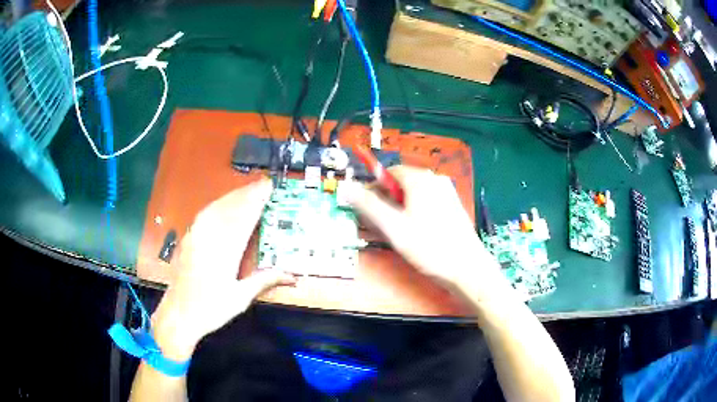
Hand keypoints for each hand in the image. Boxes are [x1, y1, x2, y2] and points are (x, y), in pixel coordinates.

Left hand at [151, 179, 295, 360]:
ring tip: (247, 188)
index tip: (268, 187)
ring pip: (216, 208)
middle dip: (247, 193)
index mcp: (224, 252)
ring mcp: (195, 237)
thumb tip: (292, 275)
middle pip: (229, 208)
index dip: (256, 200)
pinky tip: (222, 204)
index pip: (243, 218)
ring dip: (232, 196)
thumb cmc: (211, 309)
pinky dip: (217, 205)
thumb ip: (264, 280)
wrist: (178, 315)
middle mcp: (208, 238)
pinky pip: (204, 215)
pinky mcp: (188, 239)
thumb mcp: (240, 298)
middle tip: (263, 182)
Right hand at [349, 166, 506, 300]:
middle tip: (378, 224)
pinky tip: (414, 233)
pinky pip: (427, 203)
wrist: (467, 268)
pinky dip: (414, 213)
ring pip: (414, 195)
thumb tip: (347, 187)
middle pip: (402, 183)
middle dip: (386, 200)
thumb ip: (369, 205)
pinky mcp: (453, 207)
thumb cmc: (429, 247)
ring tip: (395, 232)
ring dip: (399, 208)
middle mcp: (435, 180)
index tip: (365, 207)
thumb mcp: (393, 227)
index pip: (389, 172)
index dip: (373, 188)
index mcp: (421, 179)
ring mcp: (447, 193)